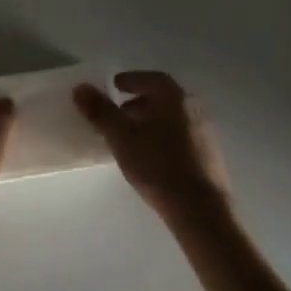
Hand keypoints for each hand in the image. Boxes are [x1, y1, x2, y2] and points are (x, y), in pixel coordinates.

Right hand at [74, 72, 232, 224]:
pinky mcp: (210, 156)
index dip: (129, 81)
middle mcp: (193, 107)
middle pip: (162, 97)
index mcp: (174, 96)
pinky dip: (163, 138)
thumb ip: (100, 111)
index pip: (150, 78)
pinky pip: (182, 136)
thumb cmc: (158, 166)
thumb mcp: (121, 137)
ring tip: (130, 139)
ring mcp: (205, 132)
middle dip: (137, 103)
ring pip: (172, 118)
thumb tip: (80, 88)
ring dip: (150, 122)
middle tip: (117, 115)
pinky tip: (152, 158)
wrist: (202, 211)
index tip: (113, 89)